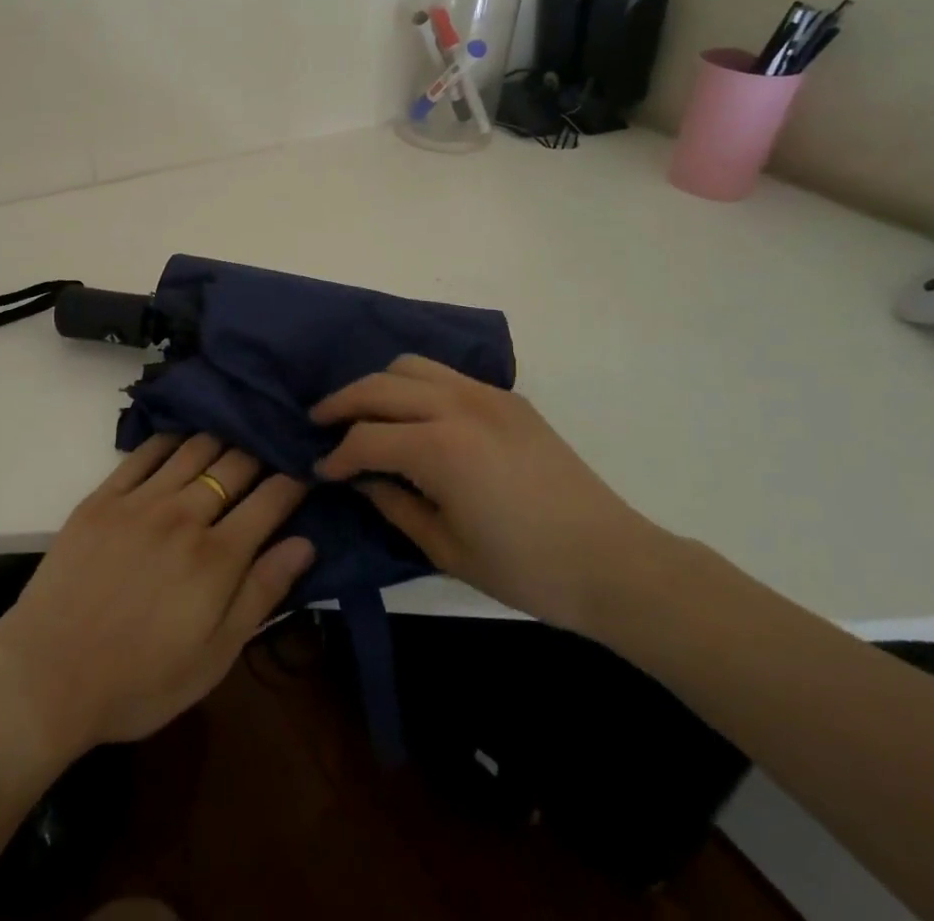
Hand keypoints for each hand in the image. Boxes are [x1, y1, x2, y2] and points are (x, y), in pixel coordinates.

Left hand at [0, 434, 313, 759]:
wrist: (47, 676)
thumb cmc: (139, 681)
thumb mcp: (214, 657)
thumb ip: (261, 594)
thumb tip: (305, 543)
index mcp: (217, 557)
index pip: (270, 500)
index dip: (294, 479)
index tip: (307, 466)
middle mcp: (184, 515)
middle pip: (235, 464)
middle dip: (263, 449)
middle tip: (276, 439)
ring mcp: (141, 500)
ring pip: (194, 448)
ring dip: (222, 434)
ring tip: (239, 424)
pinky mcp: (103, 496)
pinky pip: (145, 452)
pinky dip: (171, 437)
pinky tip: (184, 431)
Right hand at [313, 355, 672, 637]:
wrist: (612, 561)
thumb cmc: (525, 568)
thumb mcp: (445, 548)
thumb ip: (394, 504)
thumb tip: (360, 478)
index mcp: (440, 448)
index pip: (366, 438)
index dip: (337, 454)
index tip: (321, 468)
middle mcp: (457, 405)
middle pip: (380, 386)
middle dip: (342, 402)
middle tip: (320, 421)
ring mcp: (486, 394)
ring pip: (411, 365)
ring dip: (378, 384)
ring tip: (363, 410)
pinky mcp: (507, 397)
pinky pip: (446, 373)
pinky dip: (415, 382)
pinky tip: (412, 411)